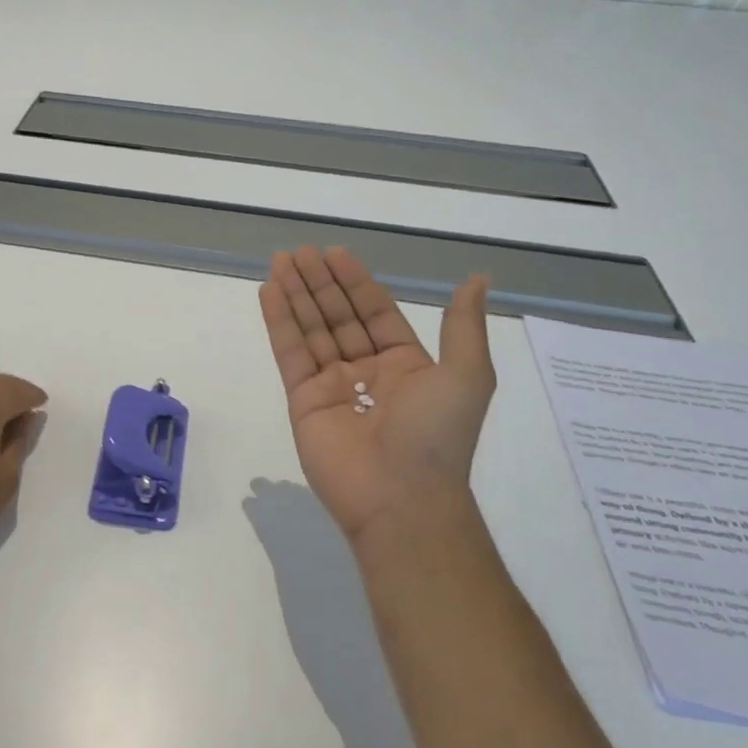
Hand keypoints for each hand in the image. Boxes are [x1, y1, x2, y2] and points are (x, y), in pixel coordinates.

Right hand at [259, 247, 495, 548]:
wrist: (400, 496)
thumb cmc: (436, 433)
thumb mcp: (466, 374)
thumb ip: (462, 325)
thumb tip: (478, 279)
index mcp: (405, 364)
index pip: (374, 312)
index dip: (356, 282)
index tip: (335, 253)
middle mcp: (366, 371)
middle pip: (338, 316)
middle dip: (320, 282)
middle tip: (299, 251)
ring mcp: (331, 386)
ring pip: (311, 329)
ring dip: (296, 294)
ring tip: (280, 261)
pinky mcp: (302, 400)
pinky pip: (290, 353)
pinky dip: (279, 322)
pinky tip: (269, 292)